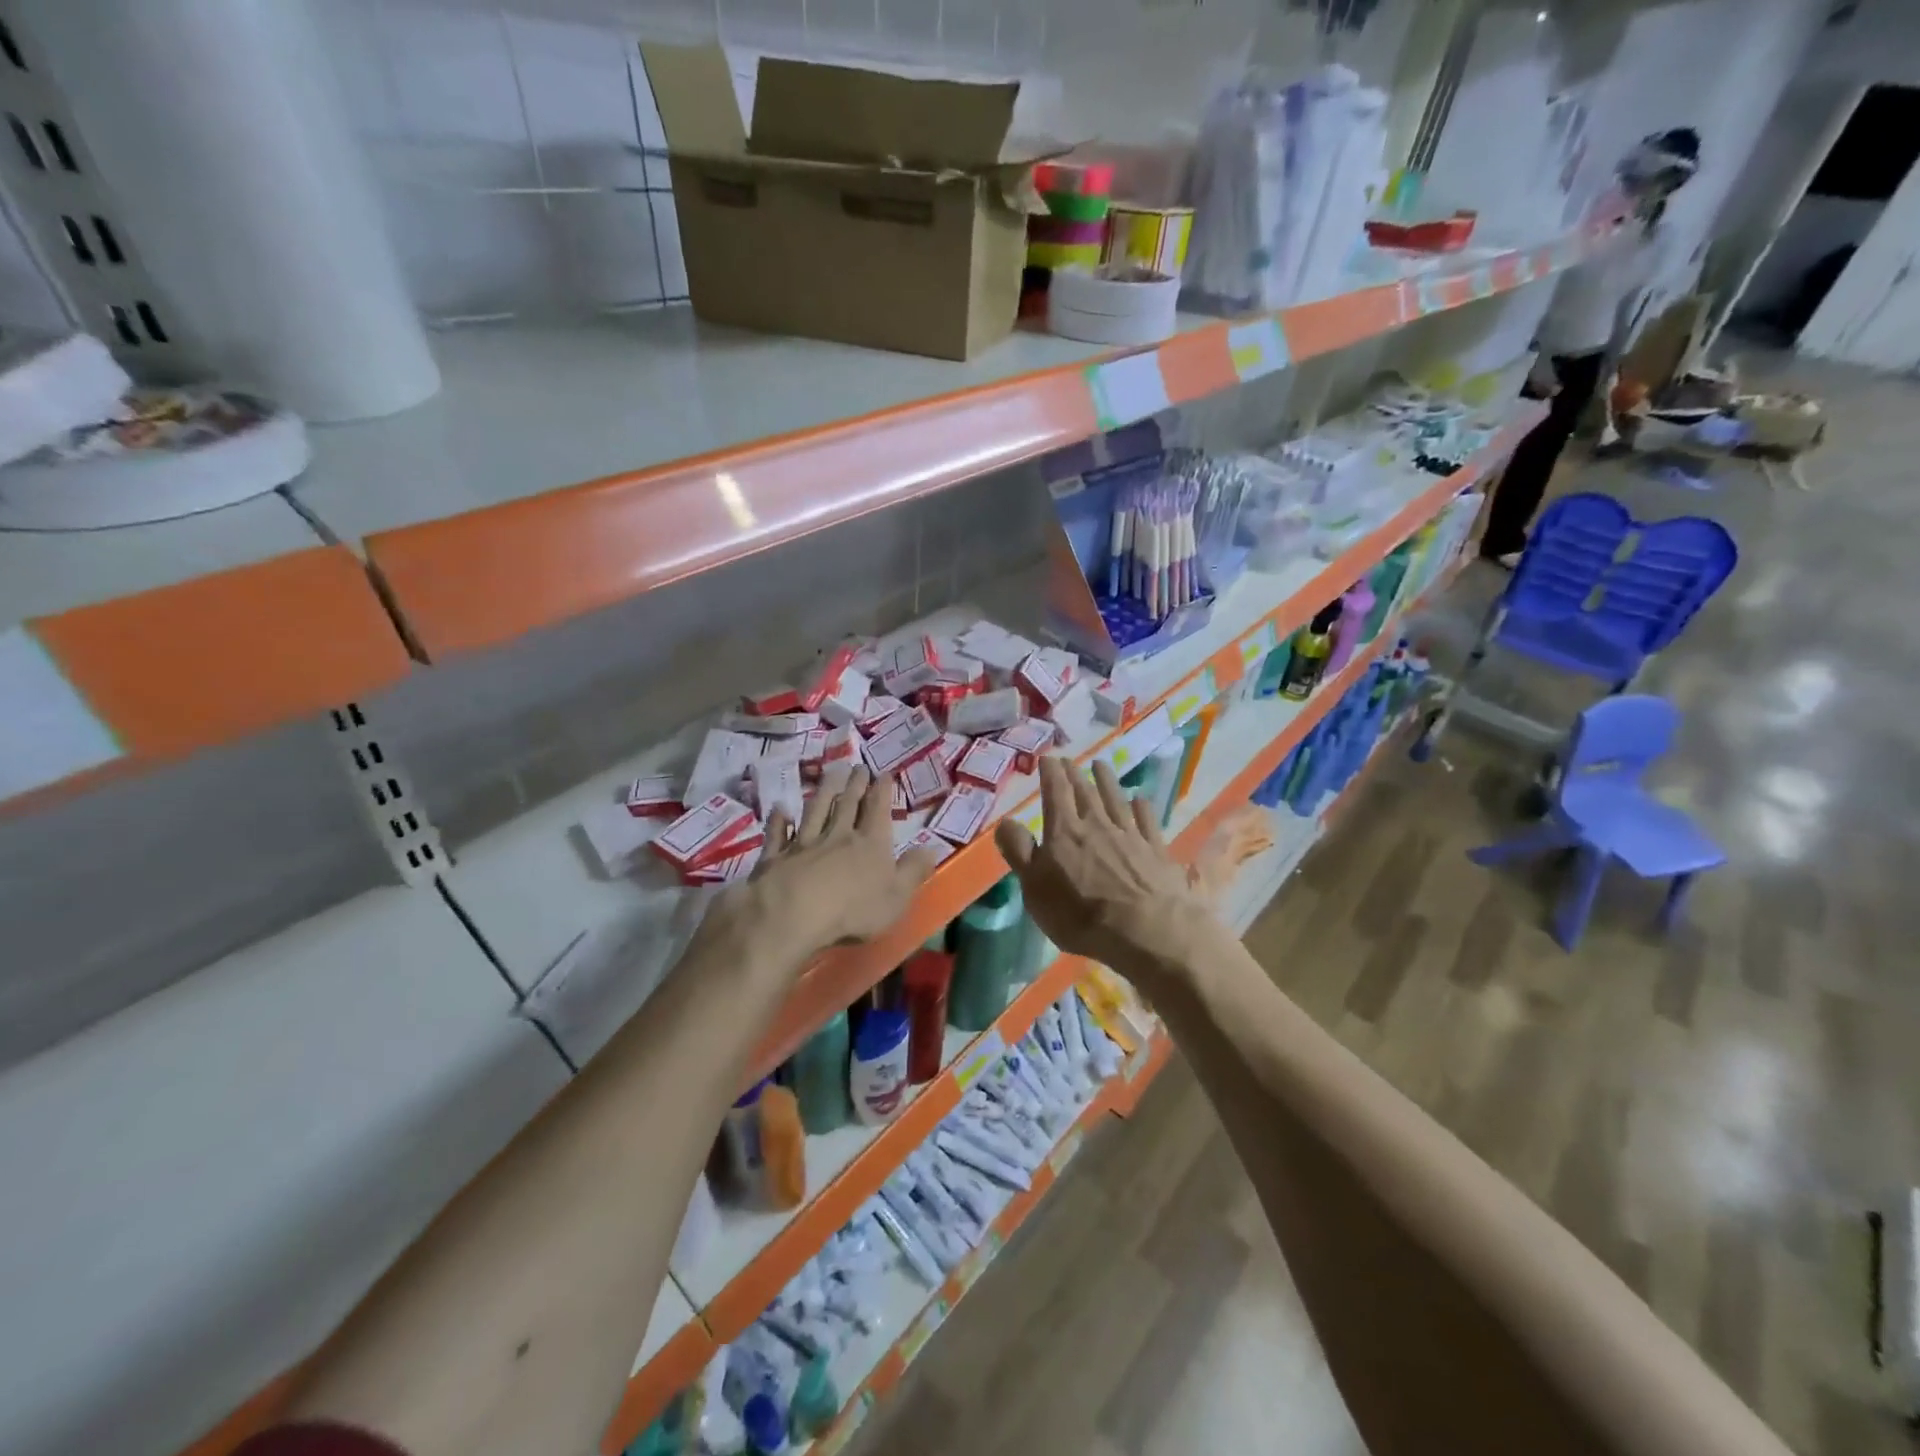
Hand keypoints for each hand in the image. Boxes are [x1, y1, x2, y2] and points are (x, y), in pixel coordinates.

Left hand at [716, 767, 937, 964]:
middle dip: (855, 785)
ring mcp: (804, 843)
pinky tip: (780, 809)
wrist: (793, 913)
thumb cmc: (853, 910)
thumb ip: (913, 871)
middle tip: (858, 767)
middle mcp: (838, 835)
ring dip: (824, 791)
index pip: (878, 810)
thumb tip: (931, 848)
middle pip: (847, 805)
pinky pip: (778, 834)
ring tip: (830, 774)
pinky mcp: (776, 856)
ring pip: (815, 811)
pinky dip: (779, 821)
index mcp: (870, 843)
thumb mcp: (896, 896)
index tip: (883, 772)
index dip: (881, 791)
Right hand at [994, 756, 1223, 991]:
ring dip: (1108, 781)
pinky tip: (1140, 800)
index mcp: (1065, 832)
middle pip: (1086, 793)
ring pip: (1117, 800)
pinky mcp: (1157, 852)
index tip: (1047, 758)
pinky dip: (1142, 808)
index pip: (1055, 793)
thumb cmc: (1080, 915)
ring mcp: (1131, 836)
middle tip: (1070, 760)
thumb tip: (1005, 821)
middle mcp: (1098, 825)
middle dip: (1075, 774)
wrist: (1145, 931)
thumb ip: (1019, 852)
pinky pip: (1148, 821)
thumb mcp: (1034, 889)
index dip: (1050, 773)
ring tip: (1102, 765)